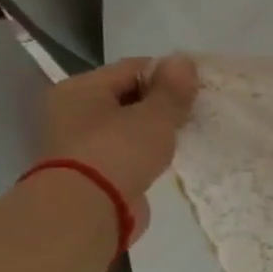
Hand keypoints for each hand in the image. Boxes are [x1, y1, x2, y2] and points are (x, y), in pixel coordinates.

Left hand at [38, 56, 198, 237]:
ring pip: (128, 123)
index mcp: (80, 88)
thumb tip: (184, 60)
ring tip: (186, 132)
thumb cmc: (118, 152)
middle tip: (196, 110)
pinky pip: (126, 147)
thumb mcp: (155, 116)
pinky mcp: (91, 168)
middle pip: (128, 95)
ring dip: (155, 126)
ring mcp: (79, 141)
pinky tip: (169, 154)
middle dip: (163, 101)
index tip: (199, 87)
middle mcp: (72, 110)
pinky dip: (146, 147)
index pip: (132, 68)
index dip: (169, 74)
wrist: (87, 211)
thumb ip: (172, 89)